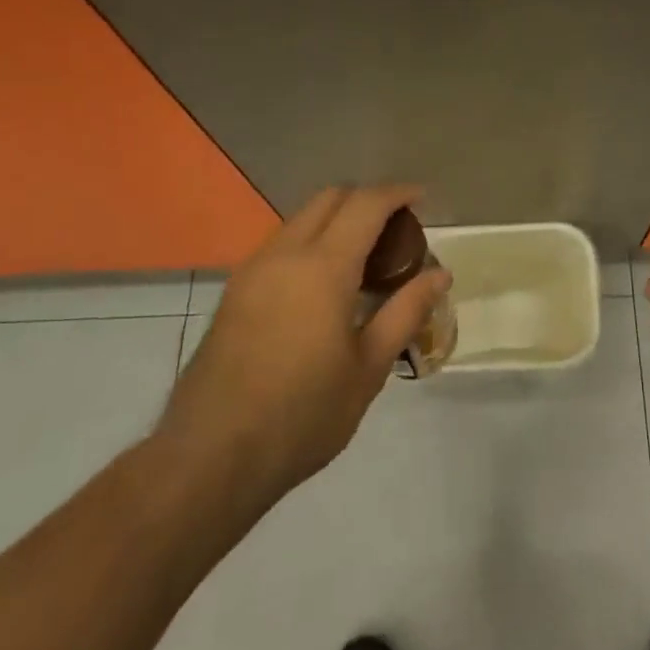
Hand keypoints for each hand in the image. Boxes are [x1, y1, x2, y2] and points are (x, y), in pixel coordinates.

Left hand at [153, 185, 449, 516]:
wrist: (210, 456)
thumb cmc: (302, 415)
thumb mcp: (368, 368)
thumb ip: (405, 312)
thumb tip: (440, 274)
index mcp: (323, 267)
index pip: (366, 204)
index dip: (397, 193)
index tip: (421, 199)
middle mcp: (284, 254)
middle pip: (329, 198)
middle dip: (366, 199)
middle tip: (396, 228)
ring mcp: (253, 270)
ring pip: (301, 218)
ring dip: (336, 219)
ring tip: (365, 257)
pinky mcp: (234, 291)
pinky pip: (281, 244)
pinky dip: (311, 241)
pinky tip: (325, 284)